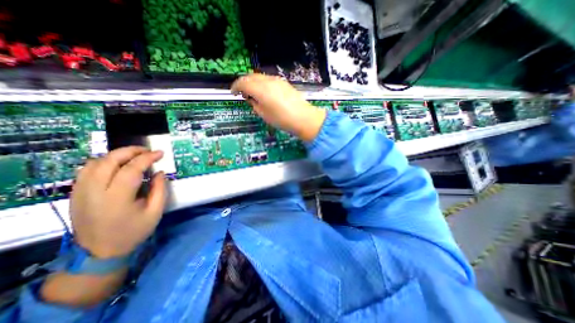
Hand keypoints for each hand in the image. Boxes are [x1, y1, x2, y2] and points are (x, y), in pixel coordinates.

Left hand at [70, 147, 167, 258]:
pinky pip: (87, 170)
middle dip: (130, 151)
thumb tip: (159, 172)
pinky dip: (103, 162)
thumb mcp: (155, 212)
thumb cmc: (133, 231)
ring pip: (94, 162)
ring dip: (116, 155)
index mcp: (117, 198)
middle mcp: (94, 192)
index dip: (147, 158)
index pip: (131, 169)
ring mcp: (81, 192)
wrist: (100, 251)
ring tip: (134, 156)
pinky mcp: (76, 193)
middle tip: (147, 151)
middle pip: (108, 161)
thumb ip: (160, 190)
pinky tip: (117, 164)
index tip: (160, 153)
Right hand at [230, 74, 325, 140]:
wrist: (303, 118)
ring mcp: (277, 80)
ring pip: (260, 77)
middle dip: (243, 83)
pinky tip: (264, 92)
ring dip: (253, 82)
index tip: (233, 93)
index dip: (235, 87)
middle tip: (242, 93)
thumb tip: (251, 98)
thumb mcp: (264, 114)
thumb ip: (254, 104)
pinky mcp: (284, 83)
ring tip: (252, 93)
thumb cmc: (282, 119)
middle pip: (251, 77)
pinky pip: (268, 79)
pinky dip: (262, 83)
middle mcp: (268, 80)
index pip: (243, 82)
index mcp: (260, 89)